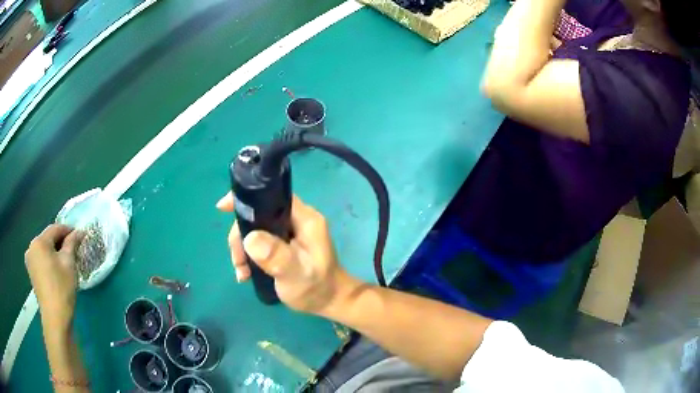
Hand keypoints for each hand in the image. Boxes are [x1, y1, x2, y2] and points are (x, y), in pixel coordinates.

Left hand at [25, 224, 80, 332]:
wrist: (55, 318)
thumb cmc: (62, 288)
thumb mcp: (69, 264)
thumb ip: (71, 244)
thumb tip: (79, 232)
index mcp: (39, 241)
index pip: (55, 228)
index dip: (68, 230)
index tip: (79, 235)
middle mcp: (31, 246)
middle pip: (48, 238)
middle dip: (60, 242)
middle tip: (74, 249)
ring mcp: (30, 260)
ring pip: (44, 249)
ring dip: (54, 251)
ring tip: (66, 260)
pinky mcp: (31, 272)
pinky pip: (41, 259)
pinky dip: (49, 260)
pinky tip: (56, 269)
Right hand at [216, 193, 357, 313]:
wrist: (329, 302)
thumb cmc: (316, 288)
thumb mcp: (296, 274)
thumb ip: (276, 256)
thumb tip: (250, 238)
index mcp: (304, 218)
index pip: (272, 196)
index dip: (247, 199)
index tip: (222, 209)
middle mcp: (297, 220)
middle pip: (259, 215)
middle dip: (241, 236)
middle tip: (238, 261)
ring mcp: (290, 232)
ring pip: (256, 230)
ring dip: (242, 249)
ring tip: (242, 272)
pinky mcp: (284, 245)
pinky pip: (259, 242)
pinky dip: (249, 256)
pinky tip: (246, 273)